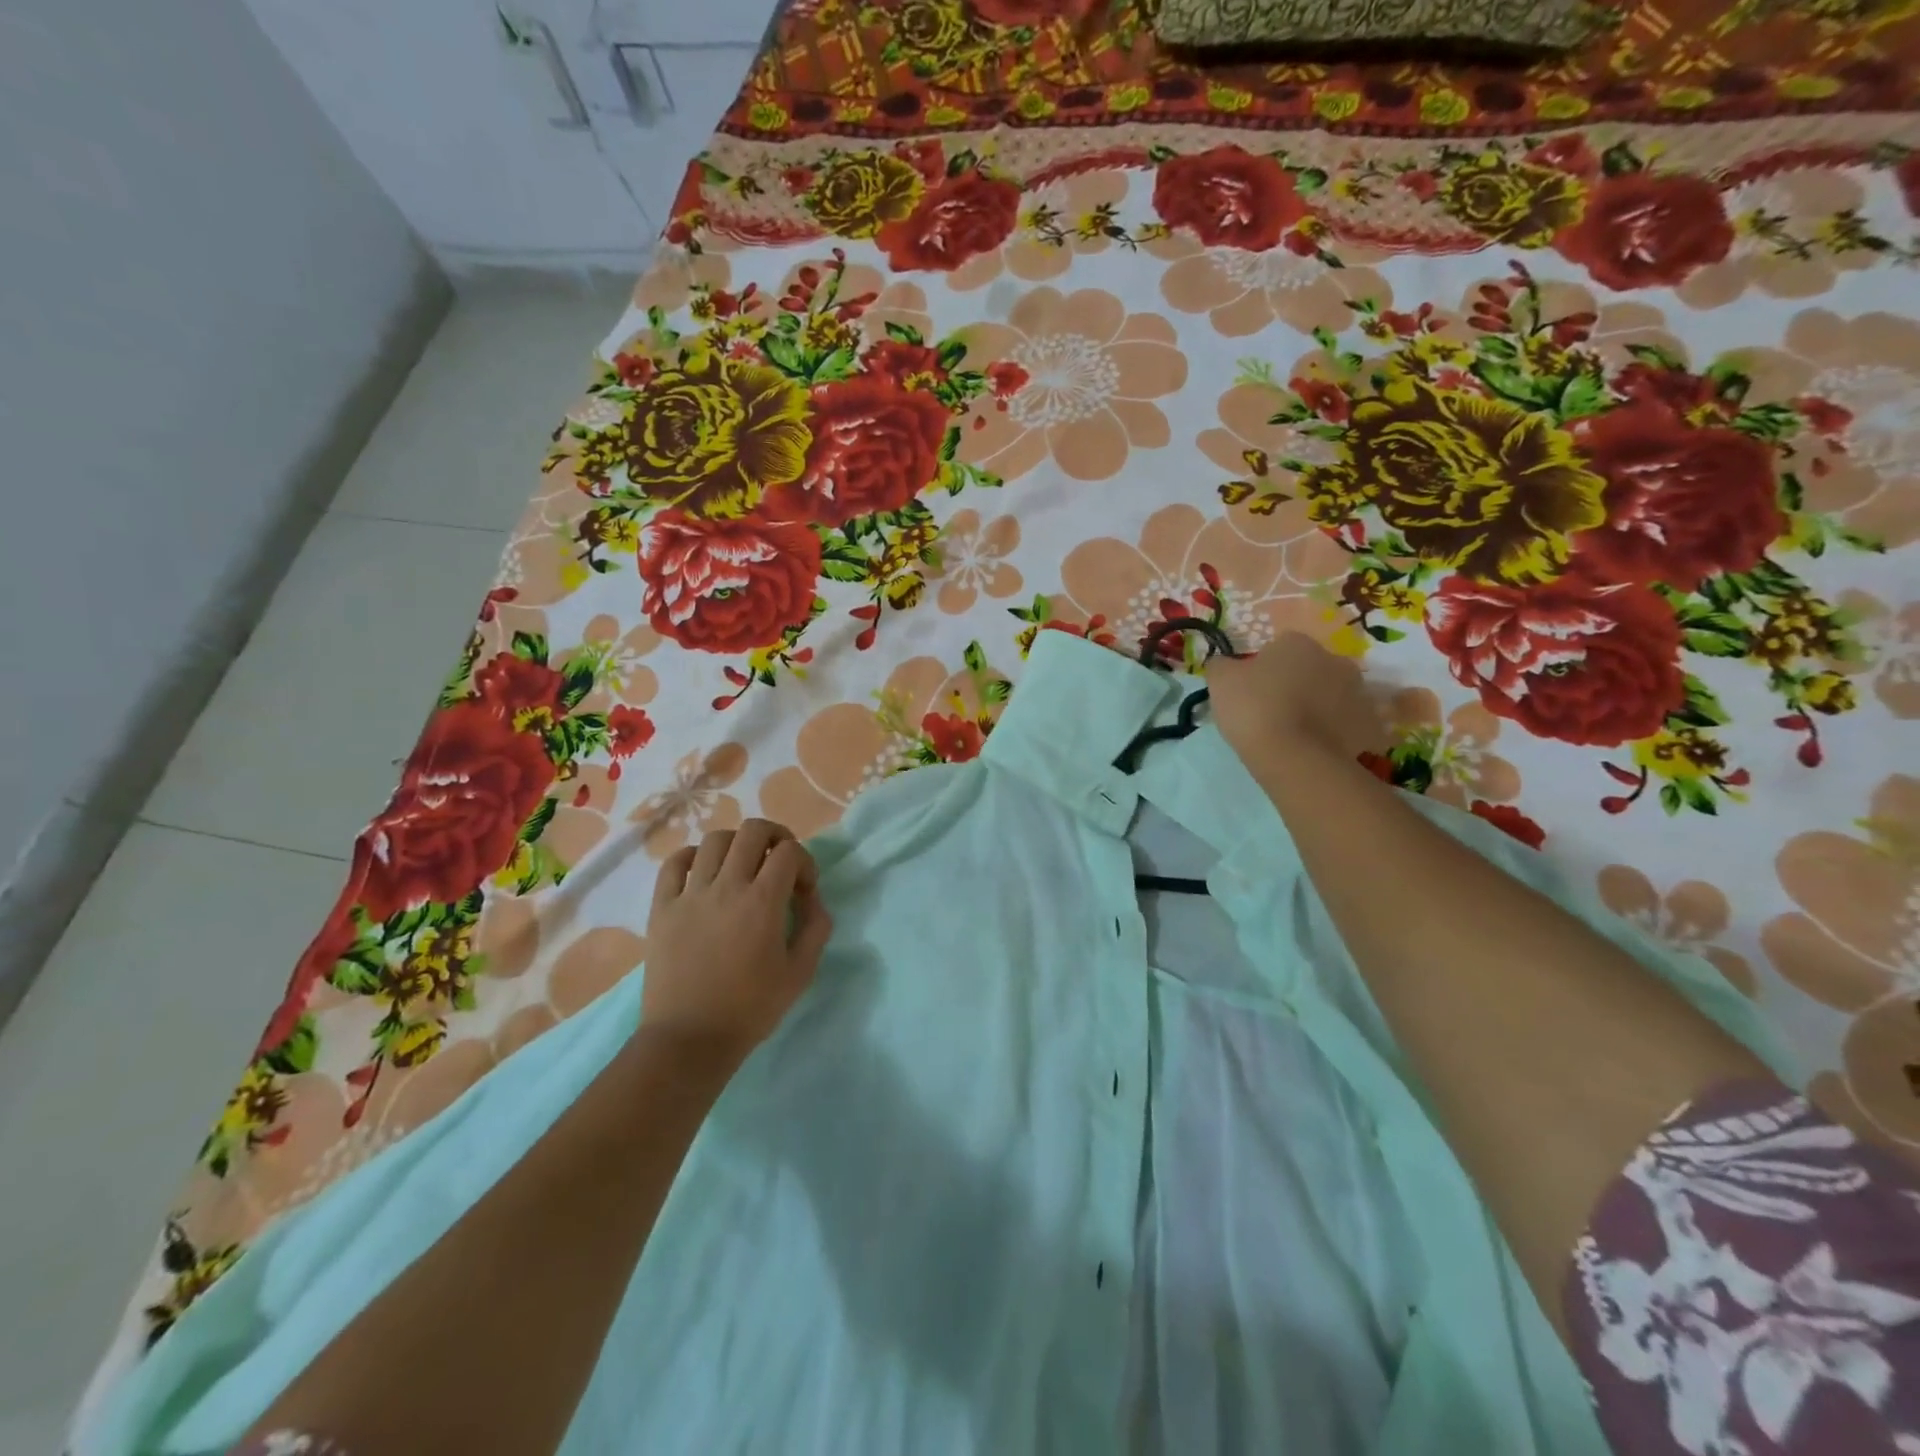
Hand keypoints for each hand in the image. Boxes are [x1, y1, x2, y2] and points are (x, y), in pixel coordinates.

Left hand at [641, 820, 832, 1064]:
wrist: (689, 1040)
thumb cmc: (751, 1009)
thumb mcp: (801, 972)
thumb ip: (816, 927)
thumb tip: (812, 898)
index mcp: (762, 902)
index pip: (789, 852)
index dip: (804, 862)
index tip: (804, 889)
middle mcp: (726, 887)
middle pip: (752, 831)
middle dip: (775, 836)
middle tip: (779, 860)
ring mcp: (690, 895)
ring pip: (714, 840)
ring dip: (736, 844)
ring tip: (742, 865)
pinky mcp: (662, 908)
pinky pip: (674, 863)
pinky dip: (692, 856)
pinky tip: (703, 871)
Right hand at [1208, 633, 1384, 775]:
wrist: (1296, 758)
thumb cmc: (1255, 710)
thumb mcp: (1220, 682)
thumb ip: (1221, 665)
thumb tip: (1225, 663)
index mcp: (1298, 643)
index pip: (1278, 647)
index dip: (1263, 669)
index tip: (1251, 691)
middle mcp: (1335, 659)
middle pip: (1310, 668)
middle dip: (1296, 684)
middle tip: (1272, 712)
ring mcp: (1359, 692)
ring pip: (1331, 695)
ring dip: (1317, 707)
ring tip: (1294, 735)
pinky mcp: (1371, 725)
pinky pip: (1347, 724)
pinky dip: (1334, 732)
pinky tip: (1314, 749)